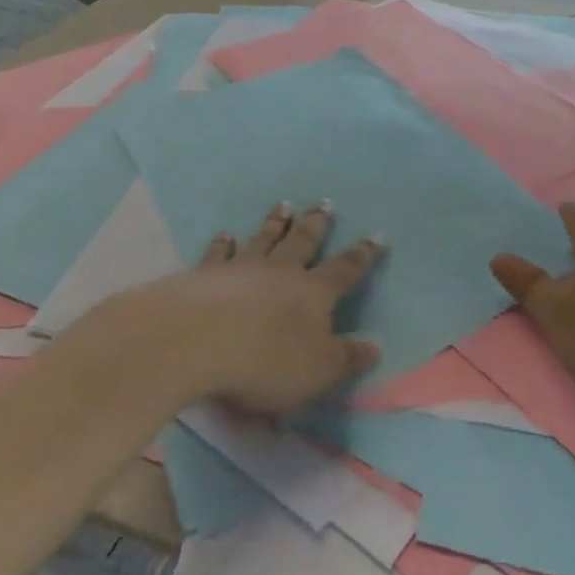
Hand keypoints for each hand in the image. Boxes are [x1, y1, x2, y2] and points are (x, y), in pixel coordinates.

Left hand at [129, 202, 383, 415]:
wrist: (198, 340)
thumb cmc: (266, 362)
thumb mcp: (318, 371)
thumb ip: (346, 357)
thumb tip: (376, 344)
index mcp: (314, 293)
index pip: (345, 270)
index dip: (362, 255)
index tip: (375, 235)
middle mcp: (282, 272)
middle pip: (304, 242)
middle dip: (317, 224)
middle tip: (325, 203)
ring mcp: (243, 268)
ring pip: (265, 238)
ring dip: (276, 223)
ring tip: (284, 205)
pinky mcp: (207, 274)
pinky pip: (219, 253)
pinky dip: (223, 243)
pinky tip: (225, 234)